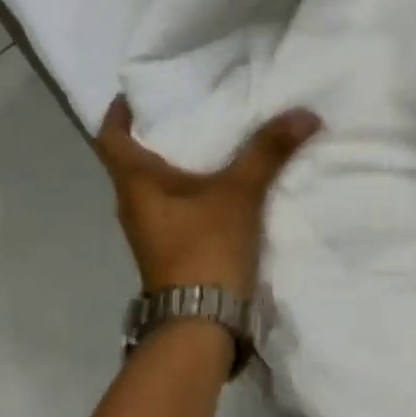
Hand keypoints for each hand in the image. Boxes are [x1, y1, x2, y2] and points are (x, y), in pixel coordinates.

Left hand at [95, 95, 321, 297]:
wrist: (201, 324)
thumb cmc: (205, 248)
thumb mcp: (240, 193)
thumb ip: (268, 151)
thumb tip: (305, 113)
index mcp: (136, 184)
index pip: (110, 137)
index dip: (118, 112)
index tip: (137, 92)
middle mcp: (135, 205)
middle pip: (134, 159)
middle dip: (158, 132)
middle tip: (190, 105)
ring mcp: (152, 230)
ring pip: (157, 185)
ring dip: (177, 162)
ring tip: (212, 137)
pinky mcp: (172, 248)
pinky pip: (176, 206)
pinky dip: (192, 188)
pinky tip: (222, 182)